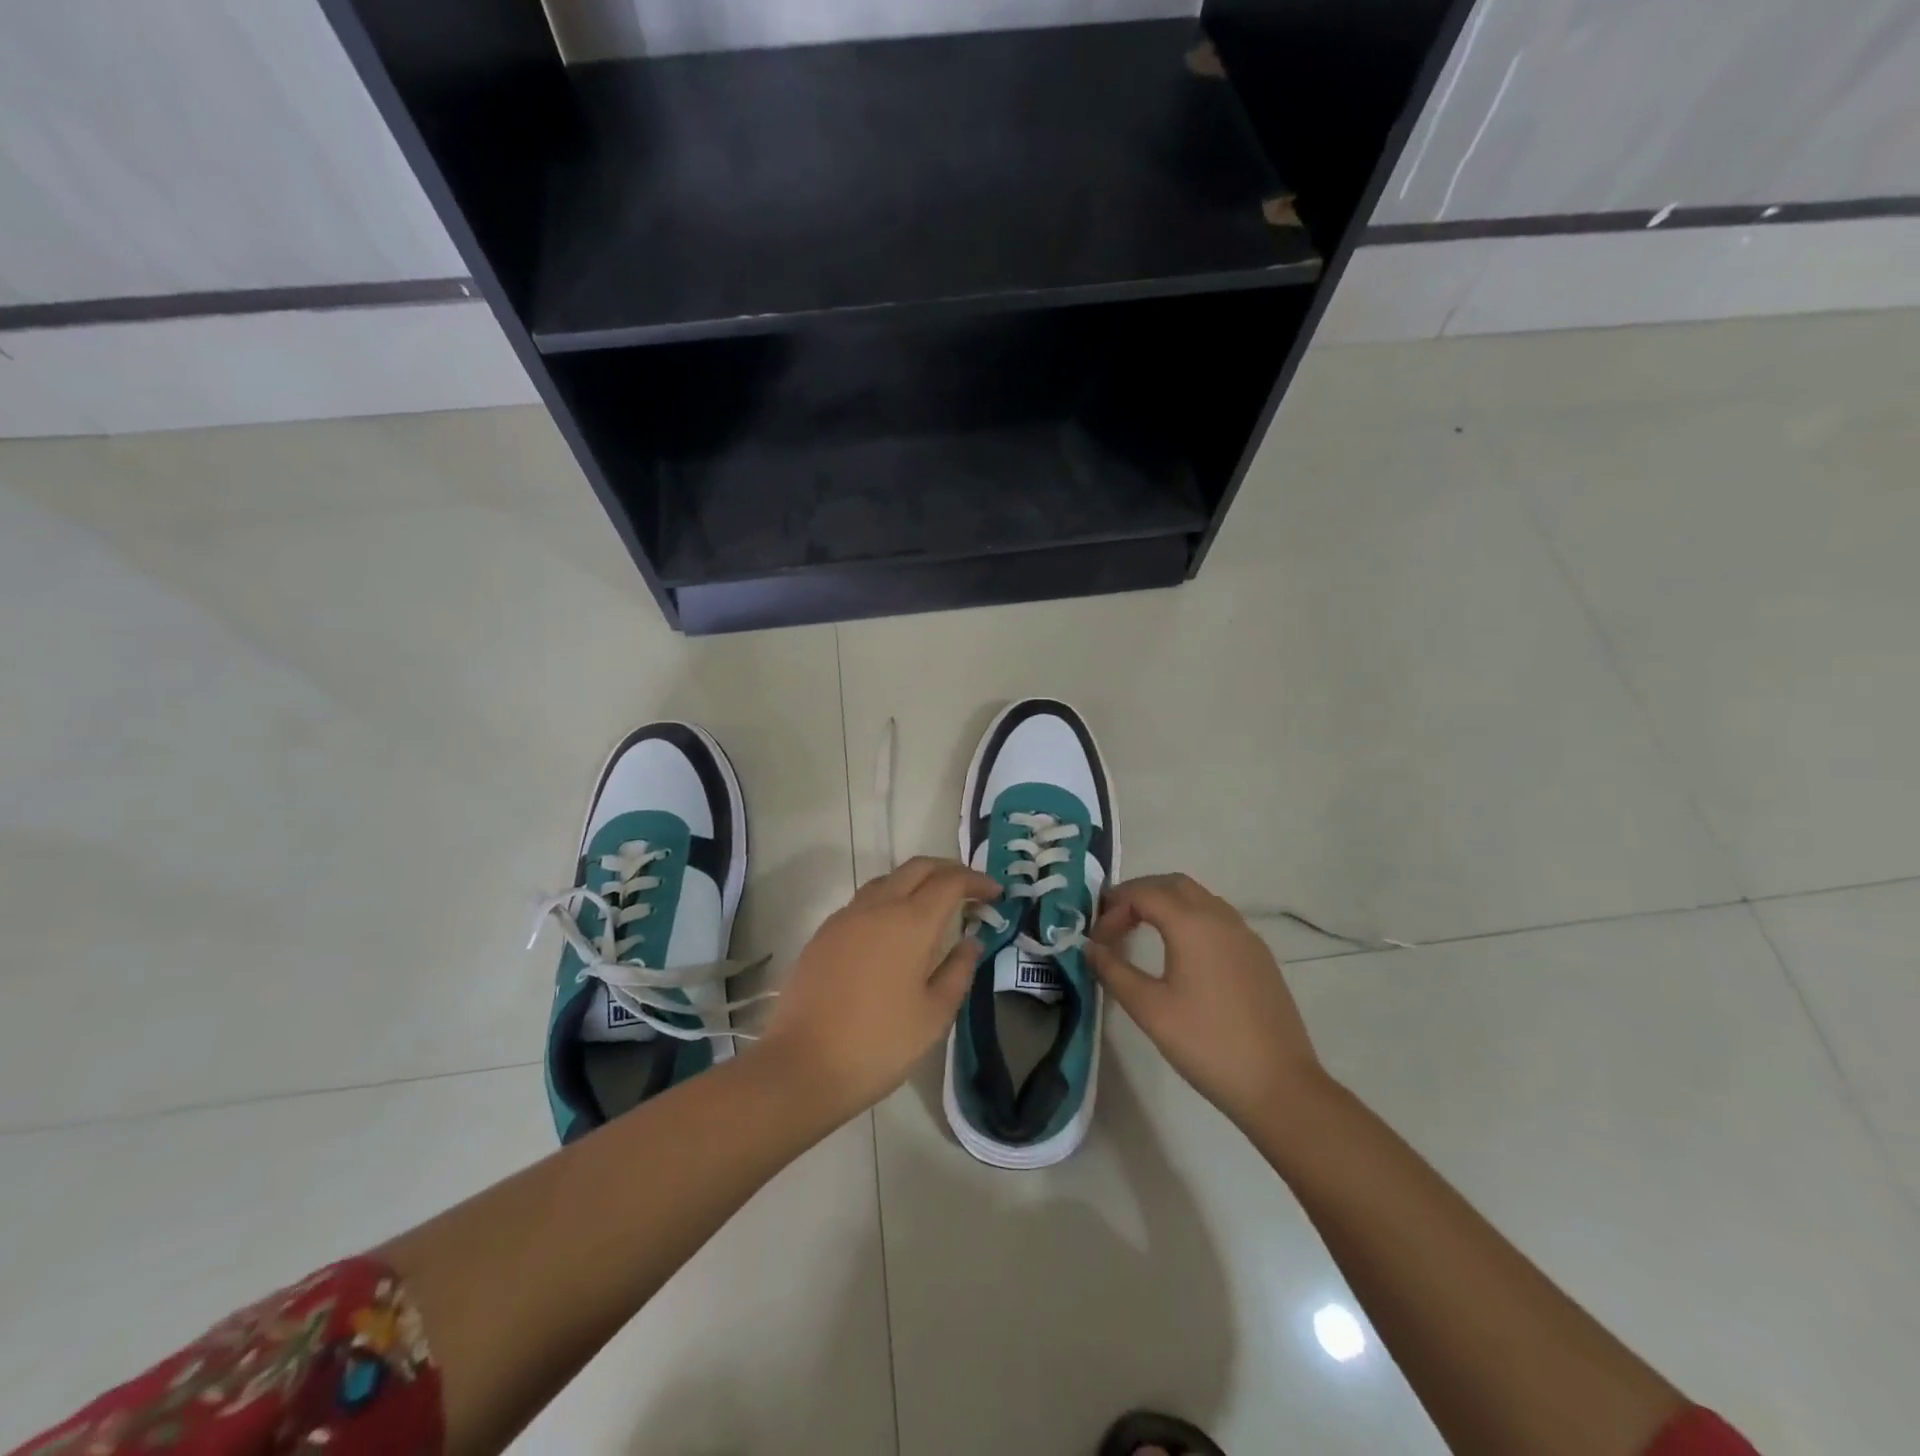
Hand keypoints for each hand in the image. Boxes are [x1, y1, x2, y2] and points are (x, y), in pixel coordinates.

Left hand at [757, 857, 999, 1119]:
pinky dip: (890, 898)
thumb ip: (958, 970)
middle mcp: (877, 906)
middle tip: (970, 890)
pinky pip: (864, 900)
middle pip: (917, 867)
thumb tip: (971, 941)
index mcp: (910, 922)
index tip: (995, 894)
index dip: (976, 881)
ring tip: (935, 905)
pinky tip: (895, 928)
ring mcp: (846, 917)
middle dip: (948, 870)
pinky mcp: (824, 933)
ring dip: (916, 881)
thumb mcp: (934, 1015)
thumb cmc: (879, 1044)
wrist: (802, 1065)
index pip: (950, 882)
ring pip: (888, 879)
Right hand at [1087, 873, 1323, 1128]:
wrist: (1279, 1085)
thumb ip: (1114, 971)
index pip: (1143, 893)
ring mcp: (1245, 935)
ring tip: (1140, 933)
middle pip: (1172, 884)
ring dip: (1165, 904)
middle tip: (1114, 922)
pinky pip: (1217, 918)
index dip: (1113, 909)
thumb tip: (1089, 947)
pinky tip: (1180, 953)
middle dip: (1138, 895)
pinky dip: (1190, 919)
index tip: (1097, 941)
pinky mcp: (1259, 956)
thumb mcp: (1149, 1009)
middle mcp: (1221, 917)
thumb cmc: (1206, 1043)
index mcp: (1192, 923)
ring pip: (1198, 898)